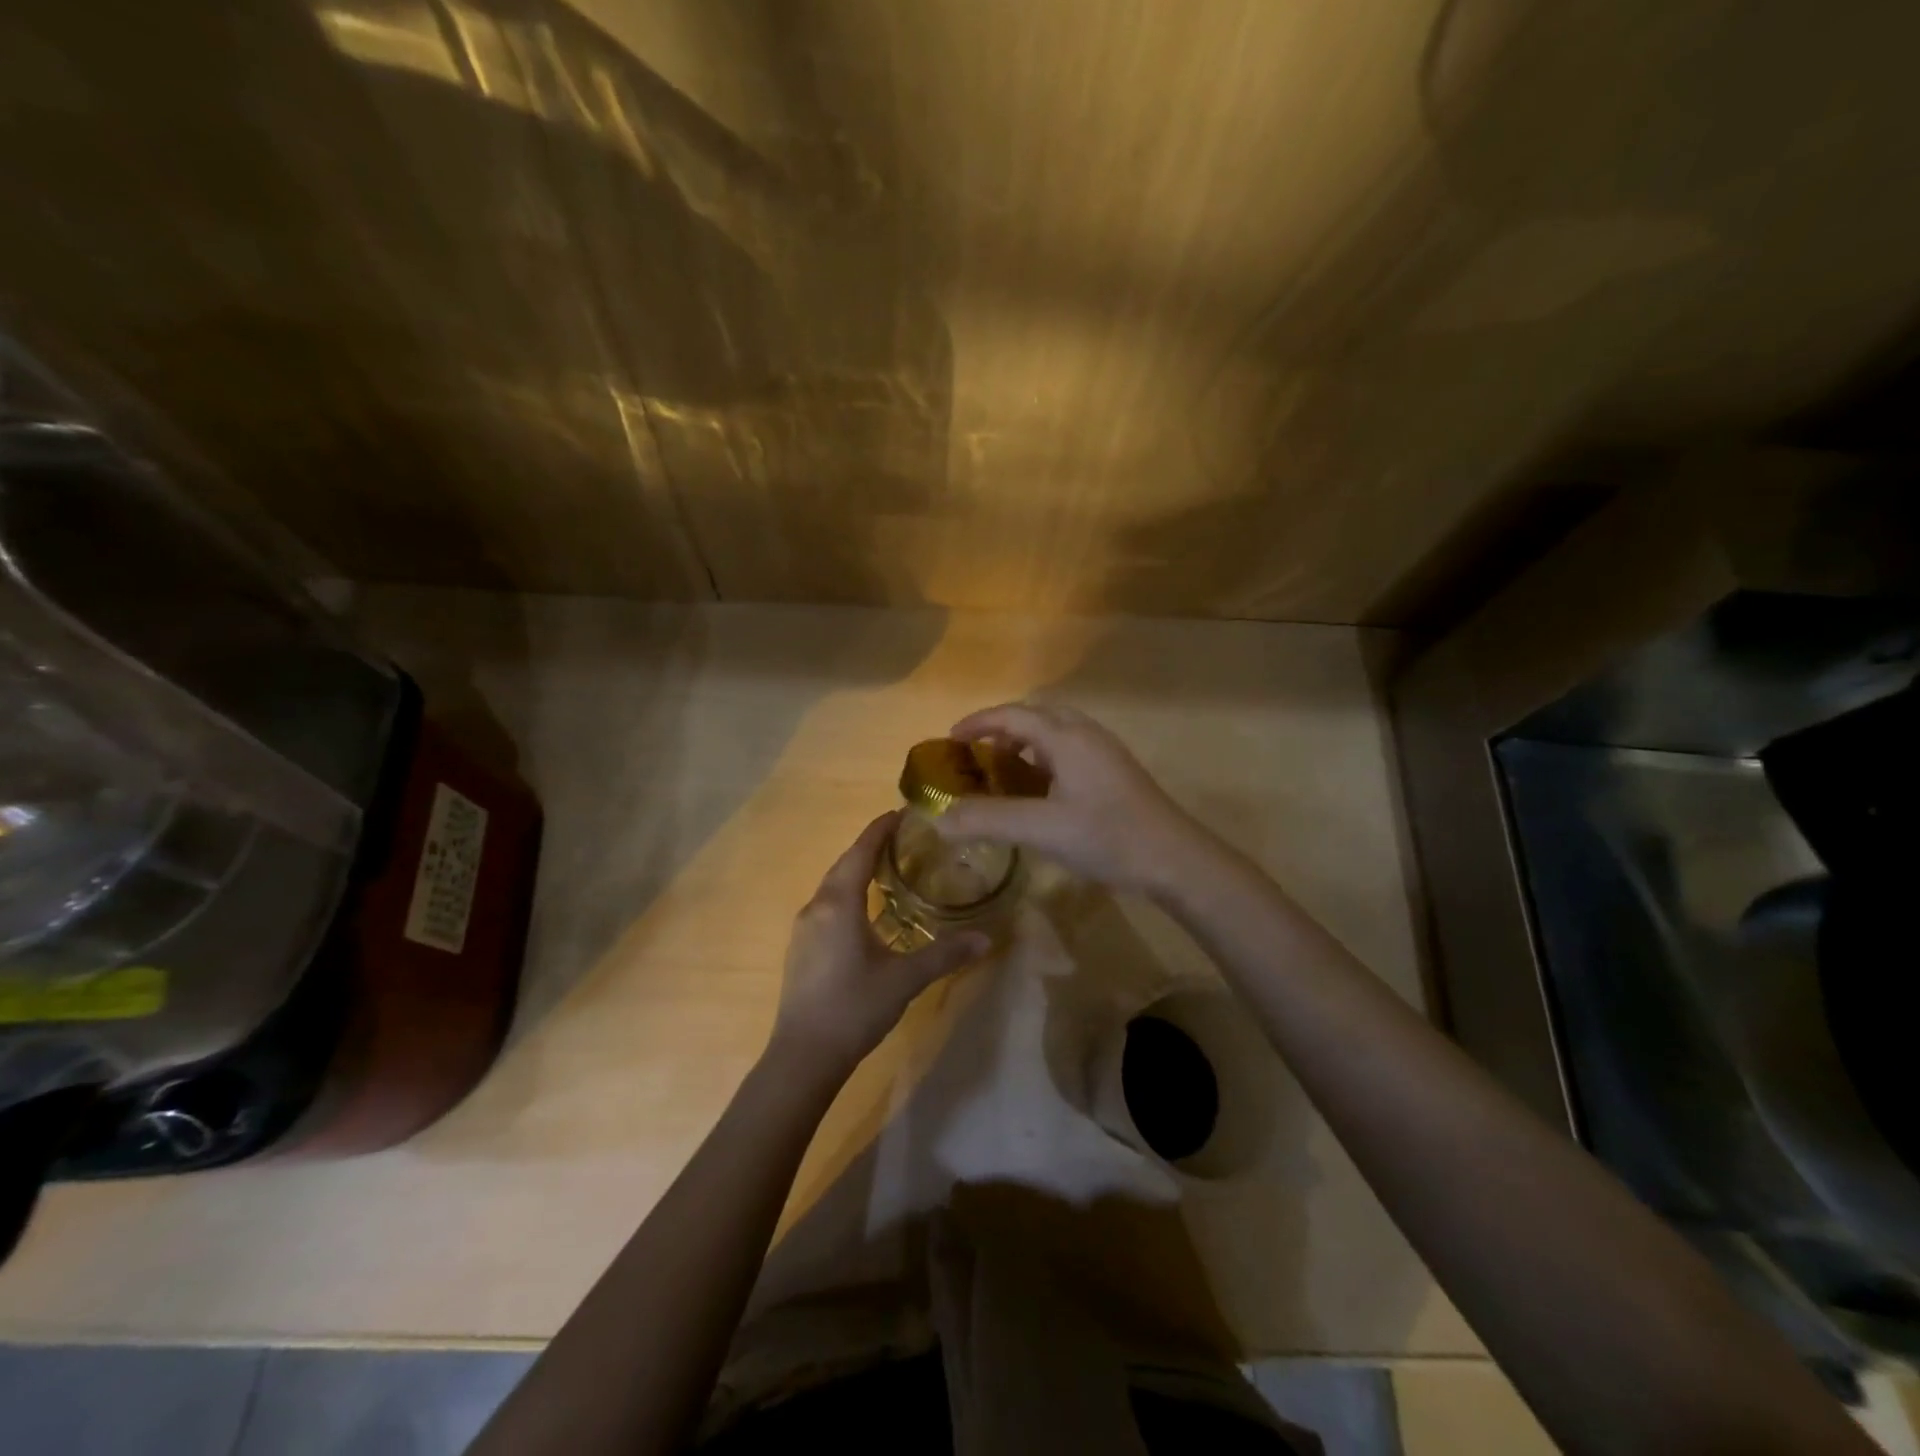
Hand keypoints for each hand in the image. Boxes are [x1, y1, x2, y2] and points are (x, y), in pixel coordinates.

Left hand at [771, 812, 988, 1077]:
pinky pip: (827, 905)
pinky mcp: (801, 948)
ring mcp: (804, 929)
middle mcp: (816, 907)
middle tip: (903, 839)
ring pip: (833, 885)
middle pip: (844, 864)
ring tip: (888, 869)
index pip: (860, 852)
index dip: (880, 829)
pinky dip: (848, 894)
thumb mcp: (904, 979)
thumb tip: (986, 938)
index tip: (901, 813)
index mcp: (839, 904)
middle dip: (870, 847)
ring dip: (857, 871)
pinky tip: (865, 911)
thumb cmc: (854, 1007)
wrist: (803, 1056)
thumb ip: (945, 955)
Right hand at [935, 703, 1218, 895]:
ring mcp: (1105, 752)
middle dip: (1001, 730)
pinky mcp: (1115, 772)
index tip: (949, 741)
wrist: (1175, 859)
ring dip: (1024, 744)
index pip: (1012, 715)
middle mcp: (1085, 734)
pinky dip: (1043, 760)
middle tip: (976, 757)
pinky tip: (1040, 794)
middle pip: (1035, 716)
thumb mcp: (1041, 829)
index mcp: (1066, 737)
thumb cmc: (1107, 836)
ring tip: (1003, 775)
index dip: (977, 723)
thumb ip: (988, 820)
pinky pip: (1069, 751)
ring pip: (1055, 733)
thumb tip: (939, 820)